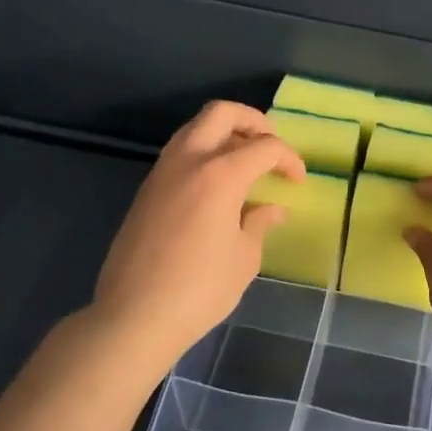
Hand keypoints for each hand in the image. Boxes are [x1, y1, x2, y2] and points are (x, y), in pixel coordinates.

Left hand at [91, 101, 305, 372]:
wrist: (133, 317)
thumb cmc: (199, 290)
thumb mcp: (244, 259)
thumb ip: (258, 224)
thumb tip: (270, 209)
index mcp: (220, 174)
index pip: (265, 147)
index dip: (289, 159)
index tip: (298, 180)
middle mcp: (189, 161)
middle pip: (222, 113)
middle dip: (252, 121)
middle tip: (270, 144)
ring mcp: (162, 172)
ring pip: (195, 128)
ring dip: (224, 133)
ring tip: (245, 161)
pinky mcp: (146, 190)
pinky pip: (179, 153)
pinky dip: (203, 153)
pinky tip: (216, 185)